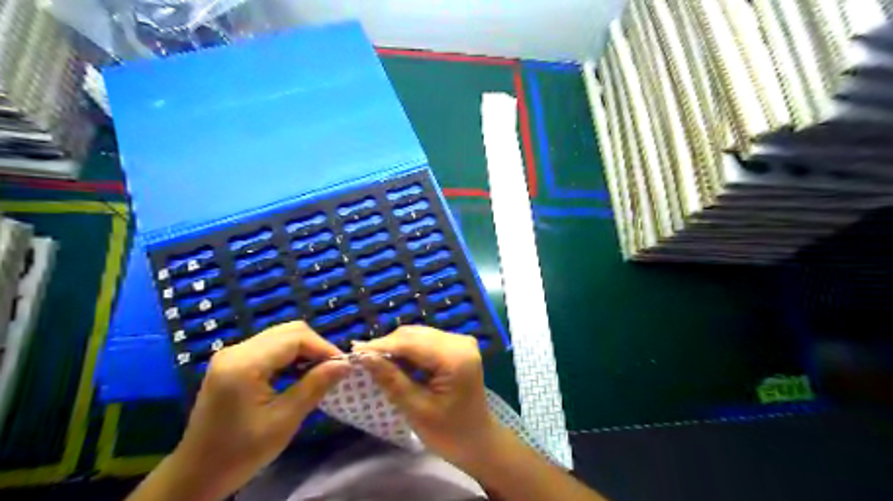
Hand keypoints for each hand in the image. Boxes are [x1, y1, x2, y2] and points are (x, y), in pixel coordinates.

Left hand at [169, 321, 349, 499]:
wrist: (196, 475)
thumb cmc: (241, 452)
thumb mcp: (284, 420)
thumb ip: (315, 386)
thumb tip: (345, 364)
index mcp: (244, 363)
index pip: (295, 337)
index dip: (324, 347)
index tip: (343, 366)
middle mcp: (236, 350)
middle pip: (288, 331)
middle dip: (316, 347)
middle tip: (333, 369)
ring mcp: (232, 354)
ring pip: (281, 336)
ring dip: (304, 350)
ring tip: (319, 372)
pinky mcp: (232, 362)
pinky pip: (270, 347)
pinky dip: (290, 355)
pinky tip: (298, 374)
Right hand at [353, 326, 499, 467]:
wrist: (477, 440)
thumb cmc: (449, 433)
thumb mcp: (417, 409)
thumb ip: (391, 379)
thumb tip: (363, 356)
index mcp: (455, 357)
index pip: (411, 343)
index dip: (381, 345)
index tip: (353, 353)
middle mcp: (460, 341)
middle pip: (415, 335)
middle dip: (387, 345)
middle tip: (360, 358)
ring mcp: (460, 341)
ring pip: (418, 335)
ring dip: (396, 347)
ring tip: (373, 360)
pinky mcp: (457, 346)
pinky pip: (426, 341)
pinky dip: (408, 350)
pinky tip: (394, 361)